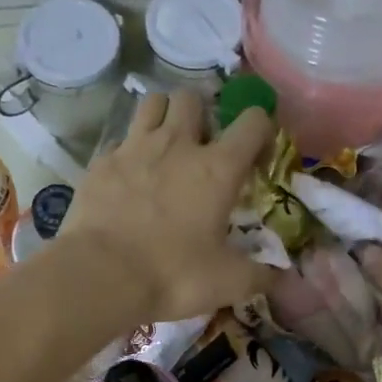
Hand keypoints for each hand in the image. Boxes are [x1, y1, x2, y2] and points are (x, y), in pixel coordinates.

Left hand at [59, 90, 275, 322]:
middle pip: (193, 98)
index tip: (257, 155)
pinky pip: (120, 140)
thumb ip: (259, 275)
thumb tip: (280, 277)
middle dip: (202, 114)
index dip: (261, 130)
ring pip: (152, 103)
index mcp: (217, 168)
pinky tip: (129, 178)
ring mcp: (134, 149)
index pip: (253, 122)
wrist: (102, 277)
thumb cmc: (173, 276)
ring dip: (163, 116)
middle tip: (201, 147)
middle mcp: (177, 145)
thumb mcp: (228, 283)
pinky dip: (129, 151)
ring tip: (165, 145)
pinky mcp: (101, 163)